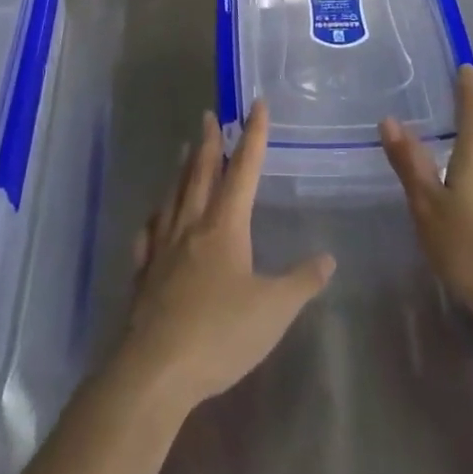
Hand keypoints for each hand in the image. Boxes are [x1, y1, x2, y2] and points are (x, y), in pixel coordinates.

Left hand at [120, 104, 335, 412]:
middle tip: (209, 114)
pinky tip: (152, 218)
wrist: (155, 369)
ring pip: (173, 196)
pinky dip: (154, 218)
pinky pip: (149, 234)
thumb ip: (301, 282)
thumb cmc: (220, 333)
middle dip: (209, 142)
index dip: (253, 136)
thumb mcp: (274, 310)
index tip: (256, 104)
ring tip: (183, 149)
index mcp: (225, 226)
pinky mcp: (144, 274)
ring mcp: (163, 248)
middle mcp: (192, 226)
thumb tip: (328, 258)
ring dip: (181, 169)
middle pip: (201, 173)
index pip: (243, 170)